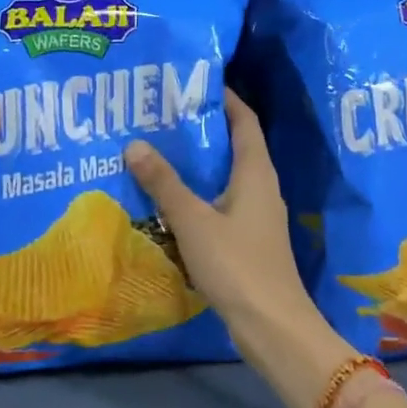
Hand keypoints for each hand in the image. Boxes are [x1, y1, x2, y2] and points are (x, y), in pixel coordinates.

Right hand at [125, 91, 351, 407]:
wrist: (272, 326)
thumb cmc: (236, 264)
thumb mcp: (193, 221)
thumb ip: (164, 183)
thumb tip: (135, 143)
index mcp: (255, 171)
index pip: (244, 120)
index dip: (225, 97)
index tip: (194, 81)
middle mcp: (261, 186)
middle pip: (234, 145)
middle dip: (203, 128)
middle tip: (165, 115)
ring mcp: (258, 215)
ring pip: (227, 176)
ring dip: (199, 163)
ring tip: (161, 151)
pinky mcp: (250, 240)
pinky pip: (223, 203)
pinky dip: (200, 193)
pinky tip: (171, 201)